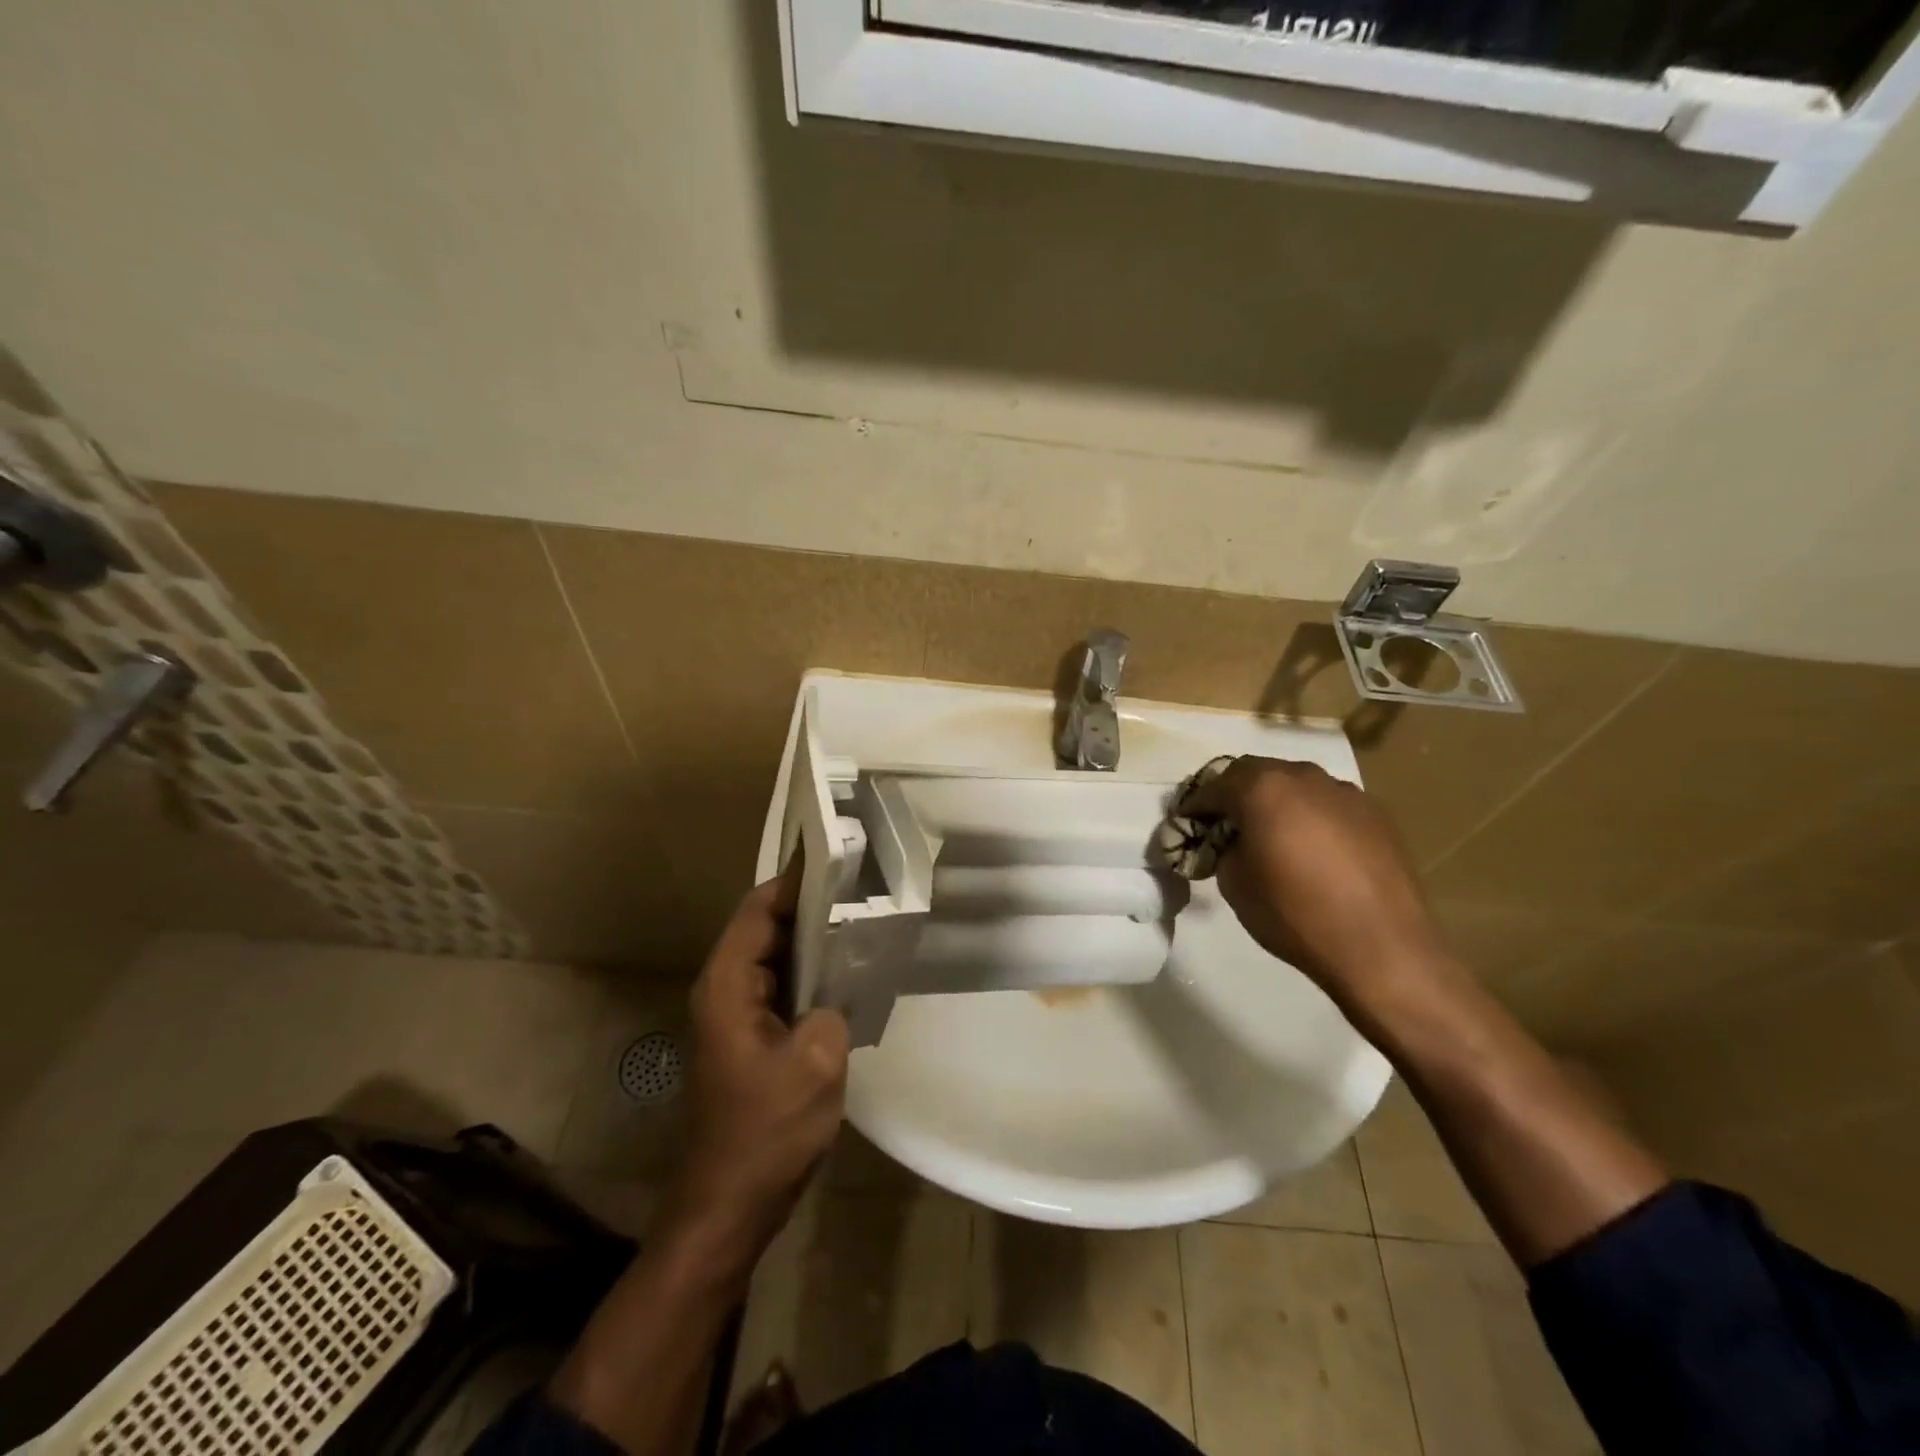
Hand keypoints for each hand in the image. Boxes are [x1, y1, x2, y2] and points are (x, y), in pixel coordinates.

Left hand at [662, 871, 849, 1265]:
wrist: (727, 1209)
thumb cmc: (765, 1133)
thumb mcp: (816, 1063)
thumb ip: (833, 1007)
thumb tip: (838, 987)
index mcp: (729, 985)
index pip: (758, 909)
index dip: (794, 880)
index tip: (839, 859)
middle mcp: (726, 991)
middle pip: (767, 929)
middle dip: (811, 906)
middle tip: (865, 888)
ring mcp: (737, 1018)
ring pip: (776, 960)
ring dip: (813, 943)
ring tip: (864, 922)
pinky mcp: (751, 1042)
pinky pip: (782, 990)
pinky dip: (811, 976)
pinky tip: (848, 977)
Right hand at [1187, 757, 1449, 1006]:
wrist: (1381, 947)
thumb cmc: (1294, 914)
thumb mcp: (1234, 883)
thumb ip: (1224, 849)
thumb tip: (1232, 842)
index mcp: (1263, 788)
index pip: (1214, 785)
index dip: (1196, 805)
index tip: (1186, 823)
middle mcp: (1304, 777)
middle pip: (1256, 772)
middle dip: (1234, 793)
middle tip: (1224, 822)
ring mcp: (1345, 792)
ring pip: (1295, 784)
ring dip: (1275, 801)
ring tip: (1270, 833)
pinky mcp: (1376, 813)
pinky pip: (1328, 804)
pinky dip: (1309, 815)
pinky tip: (1311, 847)